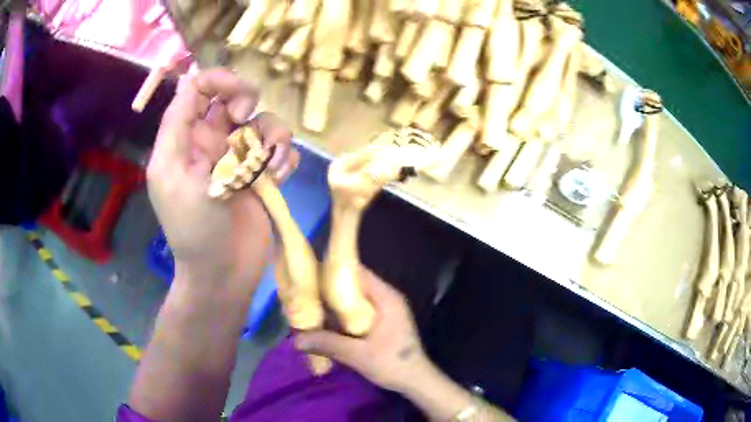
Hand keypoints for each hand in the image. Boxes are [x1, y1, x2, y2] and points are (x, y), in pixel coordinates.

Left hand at [147, 68, 298, 291]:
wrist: (224, 273)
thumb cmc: (193, 228)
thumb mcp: (174, 175)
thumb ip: (178, 126)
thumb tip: (188, 81)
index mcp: (185, 139)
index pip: (199, 89)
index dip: (219, 81)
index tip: (238, 101)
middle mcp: (212, 142)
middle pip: (235, 96)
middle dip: (247, 102)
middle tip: (246, 128)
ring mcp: (239, 158)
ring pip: (262, 121)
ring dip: (273, 137)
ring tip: (269, 169)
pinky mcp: (261, 174)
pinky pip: (280, 149)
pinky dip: (284, 157)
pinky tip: (279, 178)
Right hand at [295, 269, 430, 392]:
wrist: (415, 380)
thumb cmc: (393, 364)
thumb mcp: (359, 355)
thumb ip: (329, 344)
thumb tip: (296, 339)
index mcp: (386, 298)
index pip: (357, 272)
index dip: (332, 270)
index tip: (307, 274)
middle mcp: (385, 298)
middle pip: (352, 284)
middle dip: (328, 289)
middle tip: (302, 294)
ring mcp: (383, 310)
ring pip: (352, 299)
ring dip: (333, 303)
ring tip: (307, 306)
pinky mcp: (380, 322)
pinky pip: (356, 311)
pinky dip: (340, 314)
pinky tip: (323, 322)